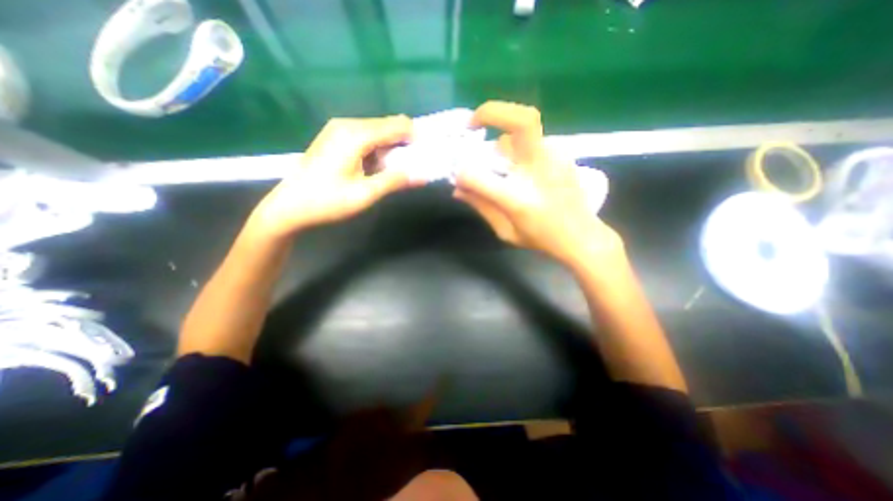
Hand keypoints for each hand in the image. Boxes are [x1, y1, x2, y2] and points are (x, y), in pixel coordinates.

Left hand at [250, 115, 418, 237]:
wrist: (289, 206)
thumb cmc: (327, 201)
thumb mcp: (365, 194)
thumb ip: (394, 181)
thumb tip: (422, 176)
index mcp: (355, 136)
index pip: (396, 125)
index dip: (415, 137)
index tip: (427, 153)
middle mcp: (347, 125)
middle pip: (387, 126)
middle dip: (404, 143)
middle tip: (413, 166)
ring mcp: (338, 130)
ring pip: (376, 132)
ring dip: (390, 148)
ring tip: (395, 171)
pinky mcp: (334, 138)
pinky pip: (365, 137)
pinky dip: (377, 149)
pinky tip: (376, 167)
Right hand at [455, 100, 622, 266]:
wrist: (582, 236)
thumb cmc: (541, 238)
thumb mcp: (505, 231)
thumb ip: (481, 206)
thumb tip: (458, 189)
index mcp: (519, 199)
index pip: (481, 177)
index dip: (464, 174)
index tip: (458, 175)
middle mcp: (538, 171)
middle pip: (522, 121)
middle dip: (491, 112)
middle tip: (472, 124)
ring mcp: (554, 157)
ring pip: (524, 128)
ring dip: (504, 135)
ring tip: (498, 158)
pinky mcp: (562, 154)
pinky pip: (532, 141)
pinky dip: (518, 147)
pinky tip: (519, 168)